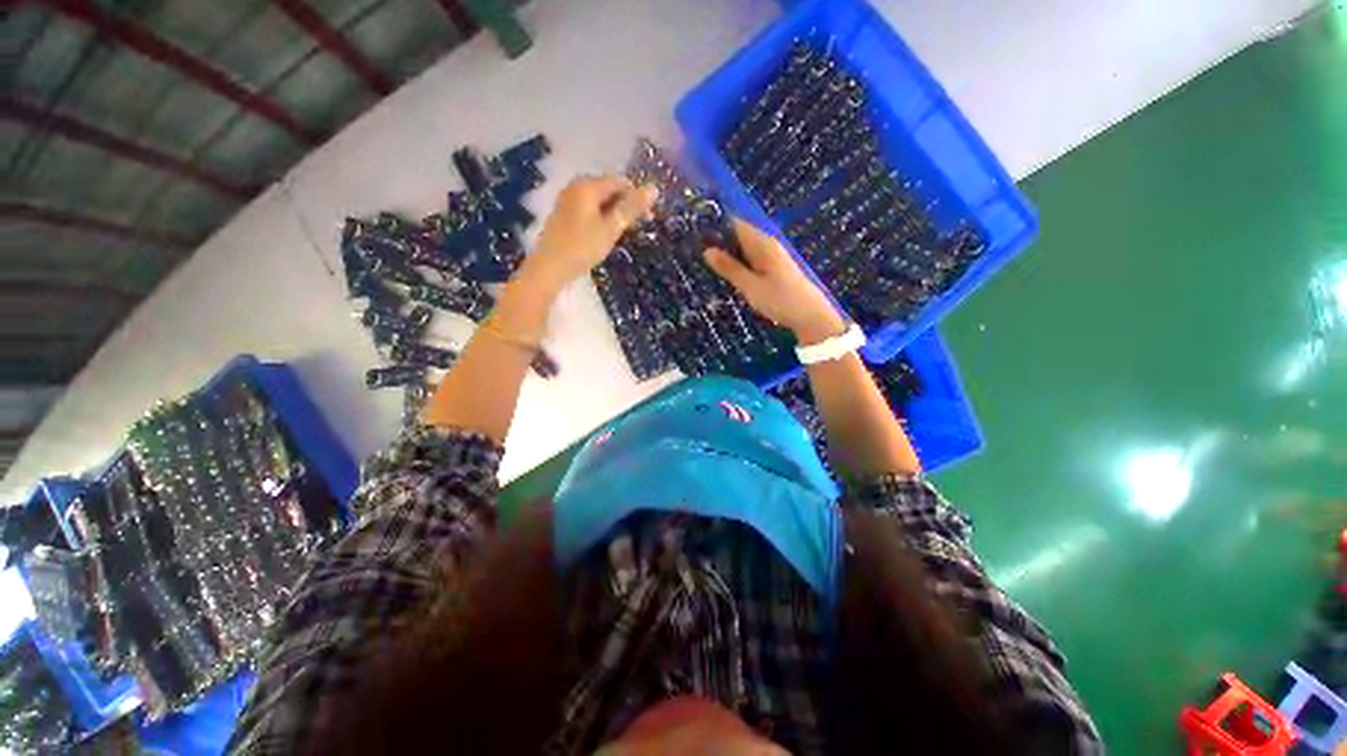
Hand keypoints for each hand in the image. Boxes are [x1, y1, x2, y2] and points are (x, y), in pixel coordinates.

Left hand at [522, 175, 657, 292]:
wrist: (549, 268)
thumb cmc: (582, 248)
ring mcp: (567, 199)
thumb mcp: (611, 228)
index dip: (637, 197)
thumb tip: (654, 188)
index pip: (620, 182)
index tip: (648, 219)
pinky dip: (601, 218)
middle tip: (636, 228)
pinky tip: (603, 235)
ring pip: (599, 200)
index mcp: (588, 186)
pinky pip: (588, 209)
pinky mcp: (563, 214)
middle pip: (608, 189)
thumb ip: (631, 208)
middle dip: (625, 205)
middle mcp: (576, 186)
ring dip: (614, 214)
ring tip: (621, 234)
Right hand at [704, 220, 845, 344]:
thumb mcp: (751, 286)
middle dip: (718, 240)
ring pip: (744, 249)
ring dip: (727, 254)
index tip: (693, 230)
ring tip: (702, 260)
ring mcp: (772, 257)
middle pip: (739, 235)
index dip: (715, 225)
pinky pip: (751, 260)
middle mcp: (767, 245)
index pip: (735, 223)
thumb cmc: (781, 300)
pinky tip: (725, 273)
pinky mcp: (774, 269)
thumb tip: (707, 250)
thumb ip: (730, 268)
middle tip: (692, 248)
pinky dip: (737, 264)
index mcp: (762, 243)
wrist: (811, 316)